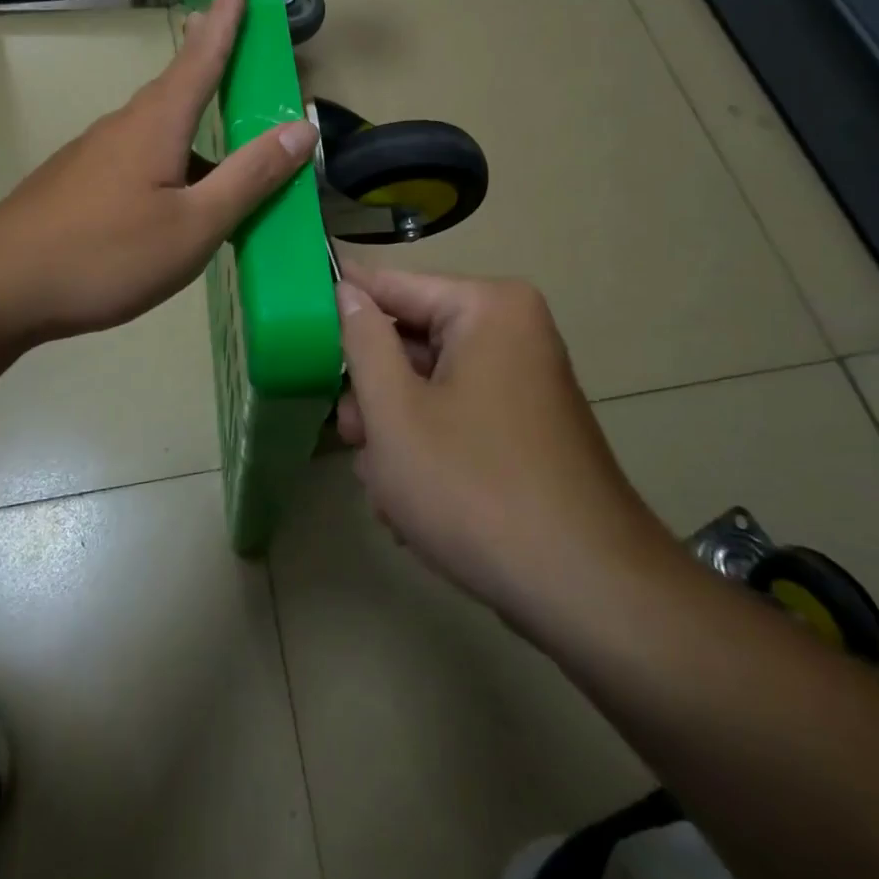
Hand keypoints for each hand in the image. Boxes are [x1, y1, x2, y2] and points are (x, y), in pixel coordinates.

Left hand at [0, 0, 317, 342]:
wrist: (0, 287)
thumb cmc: (106, 254)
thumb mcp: (194, 225)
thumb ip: (250, 177)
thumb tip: (302, 128)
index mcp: (157, 124)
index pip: (202, 56)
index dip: (227, 17)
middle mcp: (124, 127)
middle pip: (176, 87)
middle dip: (207, 61)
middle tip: (231, 42)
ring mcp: (93, 156)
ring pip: (156, 130)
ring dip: (192, 127)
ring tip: (224, 156)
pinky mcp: (77, 184)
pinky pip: (137, 159)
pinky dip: (169, 163)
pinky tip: (174, 203)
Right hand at [335, 266, 675, 635]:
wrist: (586, 592)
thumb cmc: (475, 489)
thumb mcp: (395, 413)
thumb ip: (361, 342)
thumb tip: (344, 290)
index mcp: (486, 308)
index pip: (391, 285)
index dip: (337, 302)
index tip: (292, 318)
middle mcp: (510, 332)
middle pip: (409, 342)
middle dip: (373, 395)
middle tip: (351, 438)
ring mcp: (521, 382)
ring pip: (426, 388)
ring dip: (395, 435)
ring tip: (388, 489)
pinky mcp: (523, 428)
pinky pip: (456, 418)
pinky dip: (427, 453)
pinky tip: (414, 507)